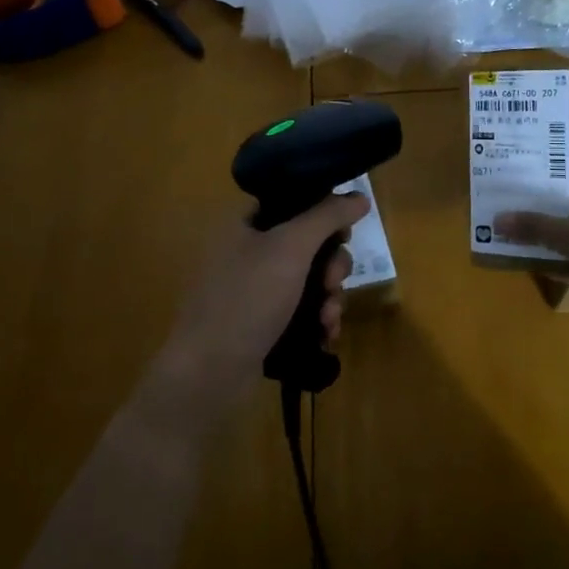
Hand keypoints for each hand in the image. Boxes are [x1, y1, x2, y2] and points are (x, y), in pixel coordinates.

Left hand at [156, 193, 369, 409]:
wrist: (209, 373)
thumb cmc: (247, 298)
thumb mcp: (290, 247)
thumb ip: (327, 216)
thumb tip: (359, 196)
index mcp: (244, 223)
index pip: (292, 201)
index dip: (323, 212)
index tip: (344, 232)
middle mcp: (247, 250)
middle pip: (307, 243)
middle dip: (331, 265)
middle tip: (333, 282)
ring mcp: (254, 289)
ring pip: (309, 280)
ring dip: (329, 297)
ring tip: (328, 319)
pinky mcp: (261, 322)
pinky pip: (300, 309)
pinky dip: (317, 319)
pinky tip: (325, 335)